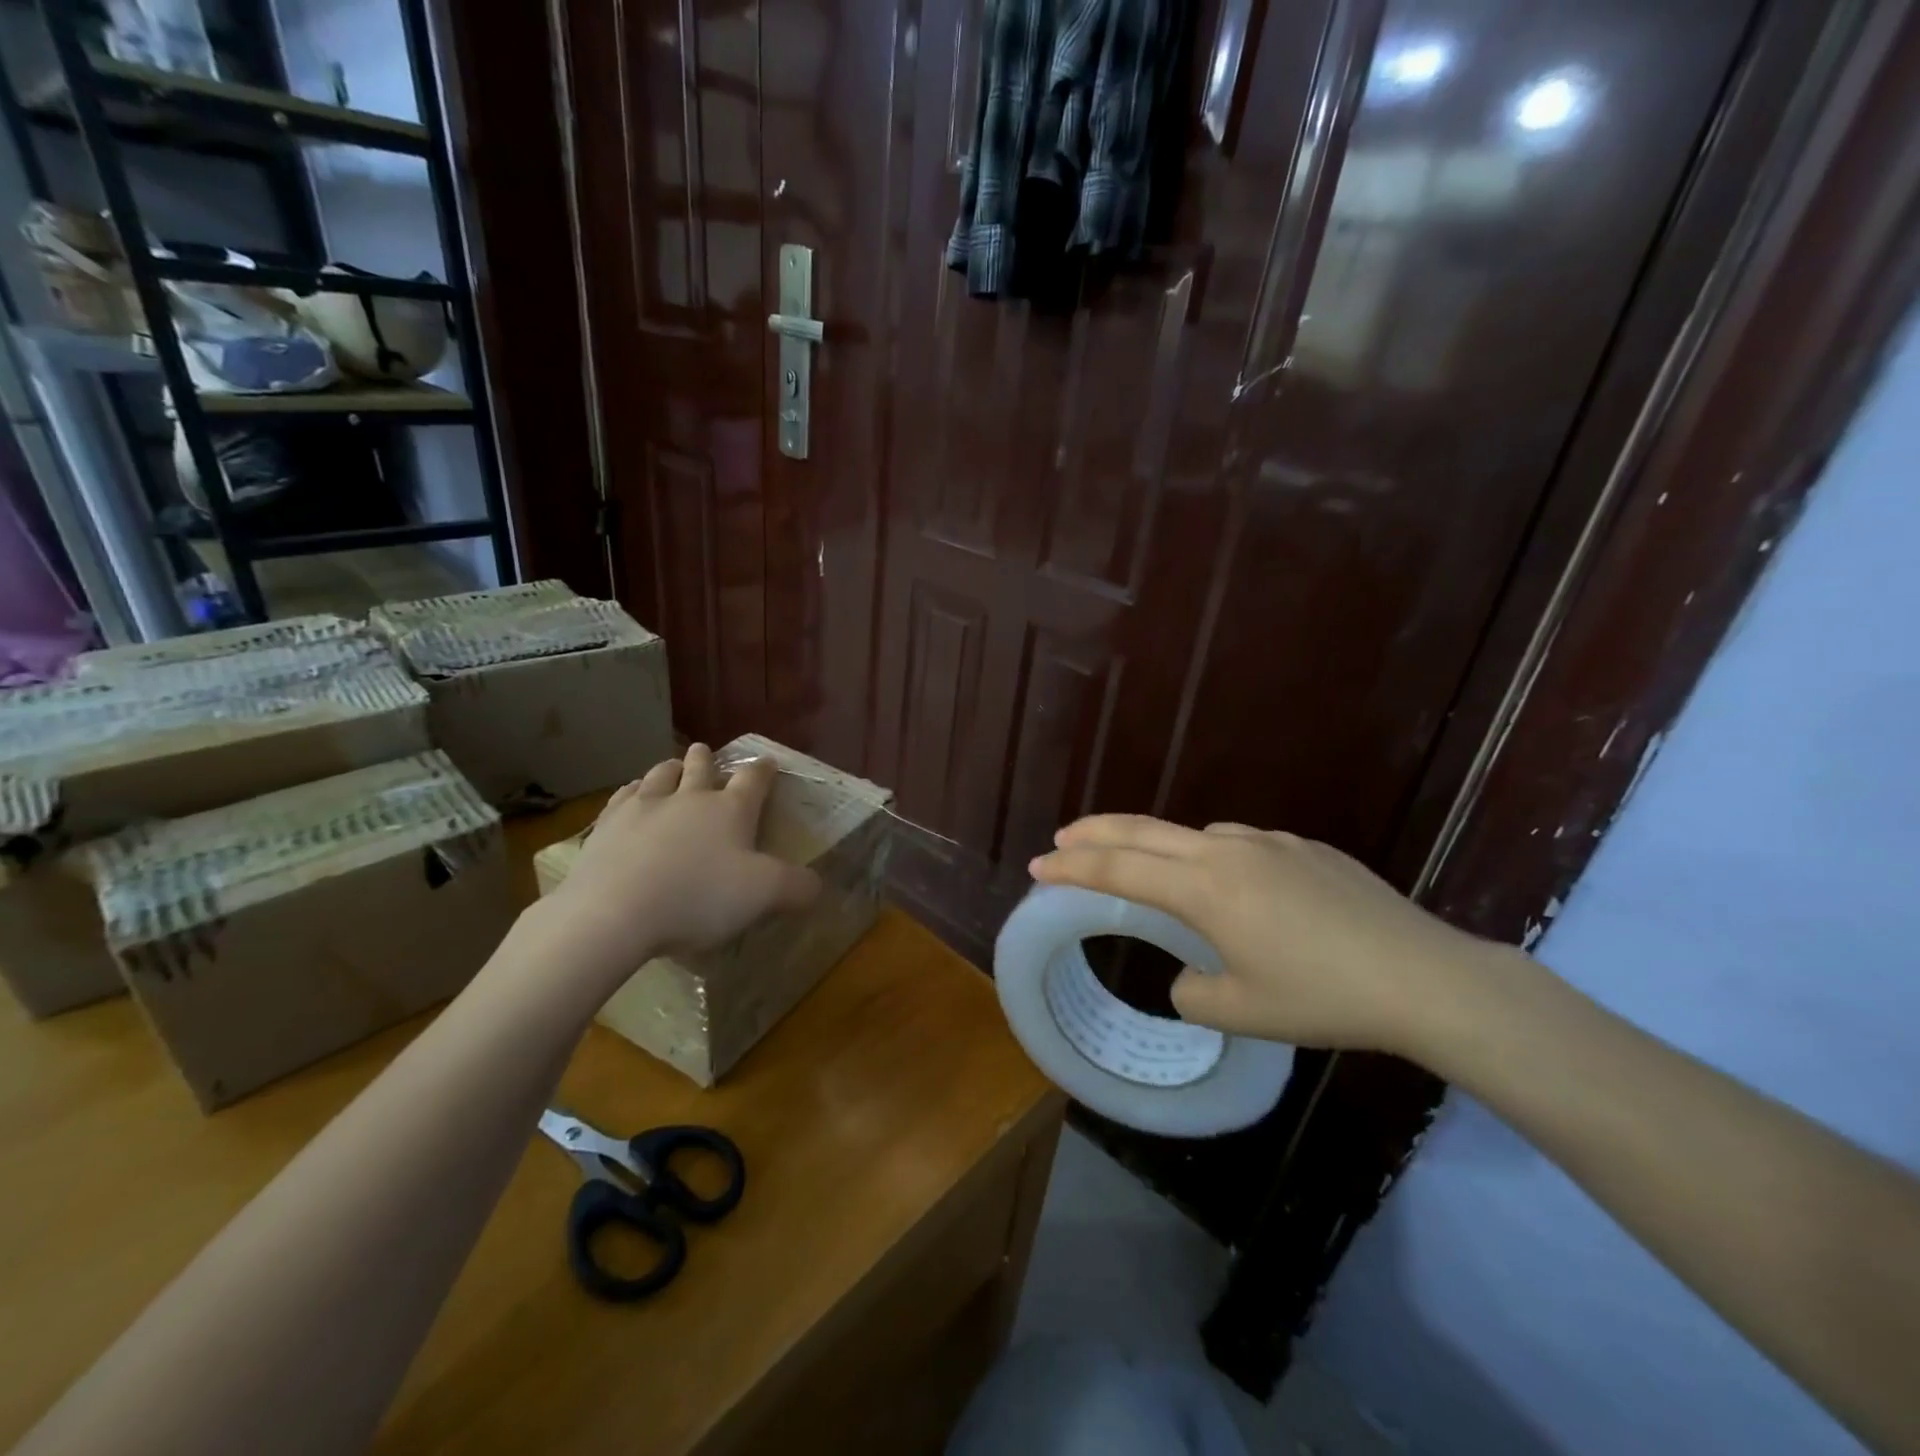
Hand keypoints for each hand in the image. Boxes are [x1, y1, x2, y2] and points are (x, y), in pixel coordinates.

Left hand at [536, 744, 820, 988]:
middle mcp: (690, 797)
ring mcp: (645, 806)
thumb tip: (817, 884)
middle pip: (701, 767)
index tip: (768, 762)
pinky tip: (632, 795)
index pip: (753, 780)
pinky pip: (624, 795)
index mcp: (731, 810)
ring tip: (672, 767)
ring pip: (661, 774)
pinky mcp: (609, 824)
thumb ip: (796, 887)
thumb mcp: (763, 896)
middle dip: (708, 759)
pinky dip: (633, 790)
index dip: (763, 770)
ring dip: (671, 768)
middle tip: (707, 754)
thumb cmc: (698, 897)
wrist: (614, 912)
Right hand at [1029, 815, 1509, 1055]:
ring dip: (1161, 848)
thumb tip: (1187, 976)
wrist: (1425, 977)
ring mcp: (1270, 842)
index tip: (1039, 865)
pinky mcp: (1306, 847)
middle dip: (1096, 832)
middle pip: (1145, 830)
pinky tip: (1243, 894)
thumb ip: (1193, 993)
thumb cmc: (1323, 998)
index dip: (1073, 867)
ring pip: (1195, 836)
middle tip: (1062, 837)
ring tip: (1156, 878)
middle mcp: (1228, 851)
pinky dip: (1215, 860)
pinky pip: (1241, 846)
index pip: (1120, 869)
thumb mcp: (1243, 1012)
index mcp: (1205, 889)